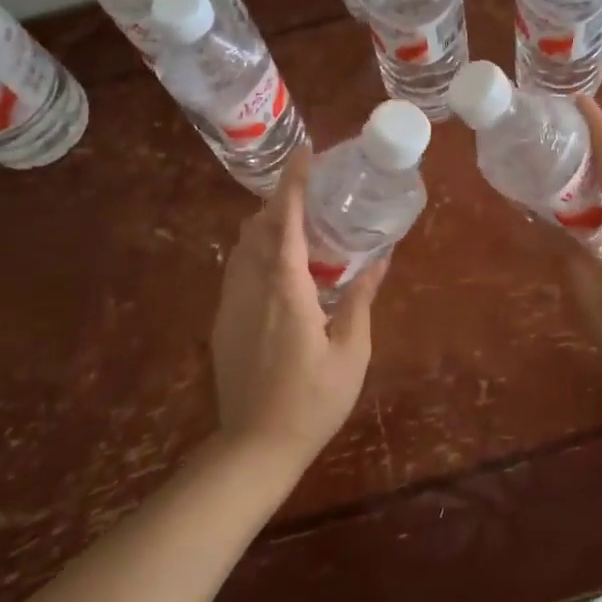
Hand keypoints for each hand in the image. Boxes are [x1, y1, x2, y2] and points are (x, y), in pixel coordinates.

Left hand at [209, 150, 386, 465]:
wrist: (254, 447)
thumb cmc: (312, 401)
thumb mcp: (351, 352)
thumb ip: (361, 300)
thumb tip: (378, 260)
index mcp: (286, 288)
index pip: (285, 220)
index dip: (294, 182)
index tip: (305, 153)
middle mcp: (252, 286)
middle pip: (258, 225)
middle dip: (281, 199)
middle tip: (312, 192)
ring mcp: (231, 303)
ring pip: (243, 245)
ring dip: (267, 224)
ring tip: (298, 224)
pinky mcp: (223, 321)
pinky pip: (237, 268)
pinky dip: (257, 250)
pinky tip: (280, 267)